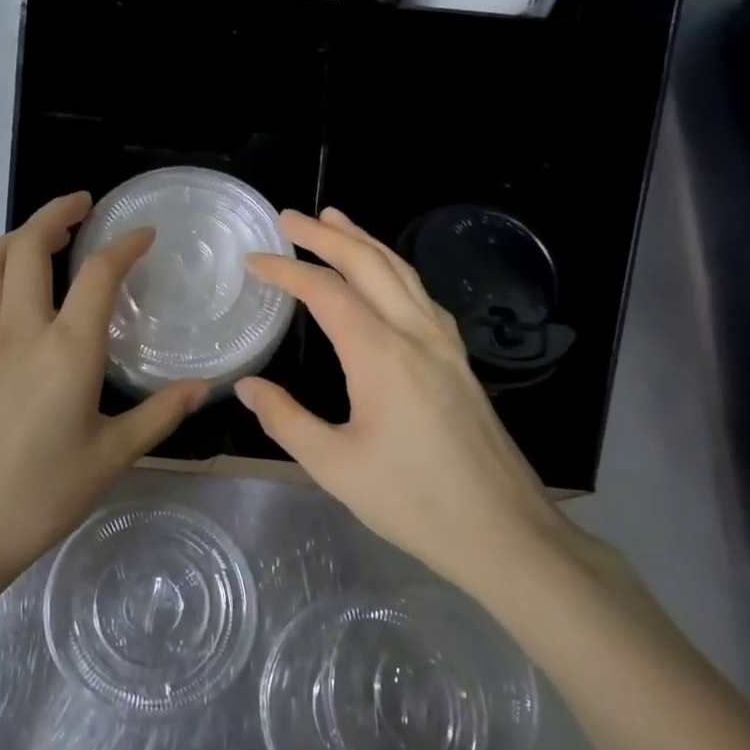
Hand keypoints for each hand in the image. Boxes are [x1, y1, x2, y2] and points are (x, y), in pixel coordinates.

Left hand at [0, 192, 206, 594]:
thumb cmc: (42, 496)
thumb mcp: (112, 457)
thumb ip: (160, 414)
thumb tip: (204, 387)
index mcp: (67, 349)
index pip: (98, 274)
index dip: (124, 245)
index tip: (144, 233)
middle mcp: (18, 330)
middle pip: (28, 246)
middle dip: (56, 213)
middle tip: (83, 207)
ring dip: (13, 238)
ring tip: (40, 238)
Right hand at [234, 208, 572, 590]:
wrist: (503, 531)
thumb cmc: (412, 501)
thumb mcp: (333, 466)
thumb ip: (285, 420)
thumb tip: (246, 387)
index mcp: (381, 355)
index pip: (326, 292)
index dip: (287, 271)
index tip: (254, 260)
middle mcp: (416, 334)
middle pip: (369, 265)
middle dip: (327, 235)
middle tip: (290, 217)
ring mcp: (445, 345)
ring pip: (403, 273)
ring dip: (366, 242)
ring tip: (336, 221)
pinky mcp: (460, 361)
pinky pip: (423, 296)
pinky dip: (395, 271)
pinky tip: (388, 278)